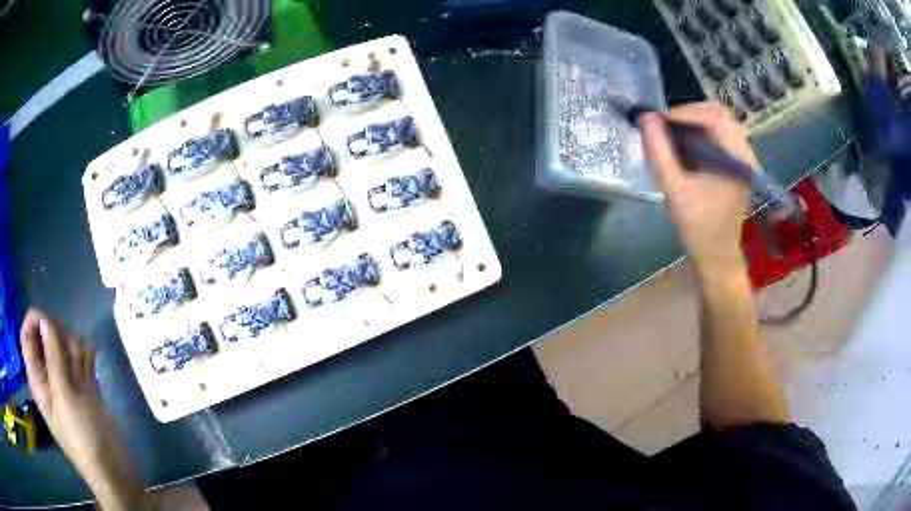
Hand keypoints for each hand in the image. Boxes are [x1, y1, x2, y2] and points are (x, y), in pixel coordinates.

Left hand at [20, 309, 146, 510]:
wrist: (114, 470)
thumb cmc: (83, 439)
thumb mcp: (64, 399)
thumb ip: (53, 358)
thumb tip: (45, 319)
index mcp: (38, 378)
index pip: (27, 336)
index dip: (35, 321)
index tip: (49, 321)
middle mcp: (49, 374)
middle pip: (47, 333)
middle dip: (59, 336)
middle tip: (70, 356)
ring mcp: (68, 379)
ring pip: (66, 340)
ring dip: (76, 347)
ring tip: (84, 371)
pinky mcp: (86, 383)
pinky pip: (83, 353)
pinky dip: (87, 353)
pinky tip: (92, 366)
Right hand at [639, 102, 753, 274]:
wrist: (717, 254)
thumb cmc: (699, 228)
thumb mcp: (675, 191)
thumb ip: (659, 154)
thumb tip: (645, 118)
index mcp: (738, 161)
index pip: (714, 118)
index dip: (683, 112)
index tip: (657, 121)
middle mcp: (745, 154)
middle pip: (718, 113)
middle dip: (688, 113)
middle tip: (664, 125)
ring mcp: (743, 157)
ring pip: (719, 120)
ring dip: (693, 120)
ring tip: (672, 132)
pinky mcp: (737, 161)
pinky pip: (720, 132)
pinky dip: (700, 130)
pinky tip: (684, 142)